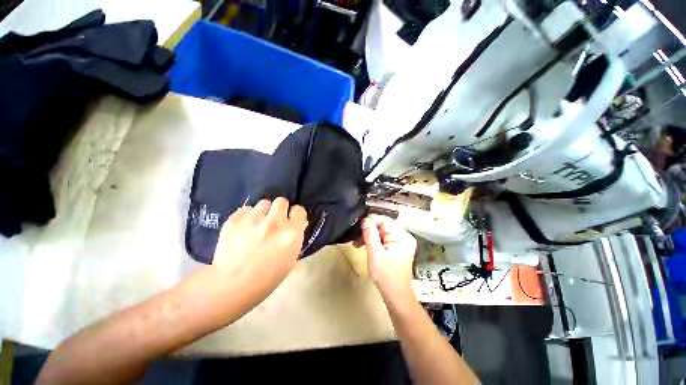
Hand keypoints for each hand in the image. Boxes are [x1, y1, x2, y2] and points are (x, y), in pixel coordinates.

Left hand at [213, 197, 307, 298]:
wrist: (232, 285)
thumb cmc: (268, 277)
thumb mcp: (291, 258)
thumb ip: (295, 237)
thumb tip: (296, 224)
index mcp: (291, 233)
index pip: (299, 210)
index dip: (295, 215)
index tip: (292, 220)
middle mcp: (274, 222)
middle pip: (281, 201)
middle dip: (280, 209)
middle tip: (275, 220)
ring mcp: (253, 219)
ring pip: (264, 203)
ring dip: (264, 212)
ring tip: (258, 223)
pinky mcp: (234, 220)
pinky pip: (246, 209)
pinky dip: (247, 216)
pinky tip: (244, 228)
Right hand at [361, 215, 416, 298]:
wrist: (396, 296)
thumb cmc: (386, 277)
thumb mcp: (375, 254)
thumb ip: (370, 235)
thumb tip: (365, 220)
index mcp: (402, 236)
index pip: (384, 220)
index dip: (370, 222)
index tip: (357, 228)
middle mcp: (404, 236)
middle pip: (383, 225)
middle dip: (368, 230)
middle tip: (356, 239)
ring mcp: (401, 242)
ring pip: (381, 231)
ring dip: (369, 236)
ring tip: (358, 244)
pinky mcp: (397, 247)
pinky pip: (383, 238)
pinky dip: (374, 241)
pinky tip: (365, 246)